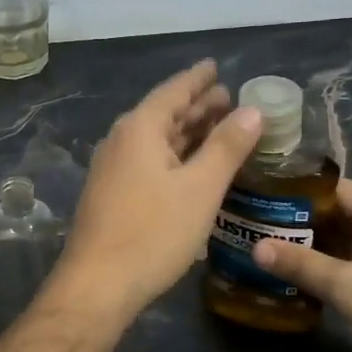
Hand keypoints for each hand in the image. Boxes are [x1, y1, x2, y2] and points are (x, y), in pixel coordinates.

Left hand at [53, 61, 261, 325]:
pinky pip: (148, 161)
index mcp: (139, 129)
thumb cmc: (153, 232)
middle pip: (163, 114)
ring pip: (156, 140)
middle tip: (227, 97)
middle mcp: (121, 141)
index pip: (173, 91)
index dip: (198, 79)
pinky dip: (174, 155)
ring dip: (186, 131)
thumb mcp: (200, 188)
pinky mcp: (112, 195)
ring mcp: (112, 169)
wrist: (98, 285)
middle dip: (196, 105)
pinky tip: (190, 166)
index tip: (215, 67)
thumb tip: (253, 110)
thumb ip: (227, 147)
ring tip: (216, 125)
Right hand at [253, 179, 351, 351]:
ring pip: (339, 242)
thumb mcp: (346, 287)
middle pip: (336, 214)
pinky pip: (345, 266)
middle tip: (255, 223)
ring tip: (264, 247)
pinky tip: (291, 277)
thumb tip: (256, 246)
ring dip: (308, 247)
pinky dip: (321, 268)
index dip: (300, 190)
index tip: (263, 195)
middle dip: (298, 220)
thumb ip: (301, 264)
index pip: (336, 188)